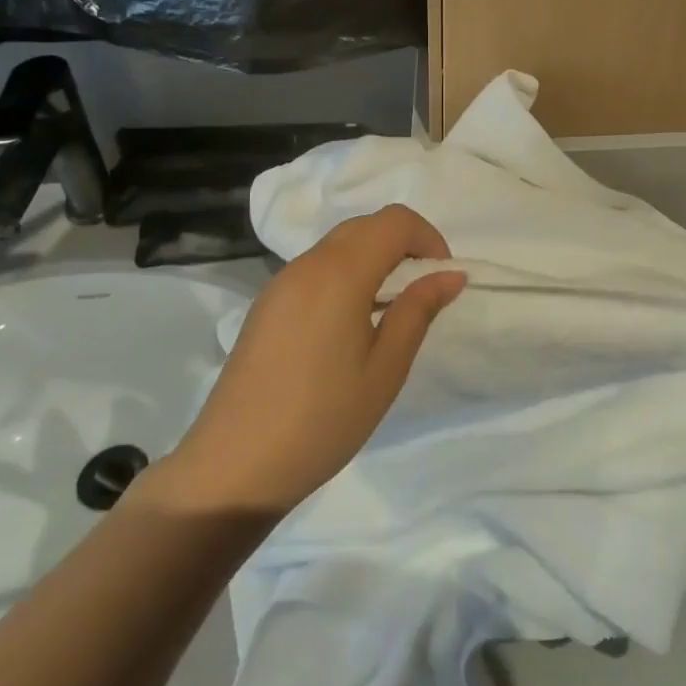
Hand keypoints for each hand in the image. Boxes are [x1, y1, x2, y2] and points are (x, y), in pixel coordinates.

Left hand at [156, 206, 465, 514]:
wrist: (235, 465)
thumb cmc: (323, 419)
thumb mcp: (385, 368)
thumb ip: (418, 310)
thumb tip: (450, 274)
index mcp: (338, 273)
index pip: (394, 220)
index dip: (428, 238)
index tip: (442, 278)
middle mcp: (306, 265)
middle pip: (365, 226)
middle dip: (404, 244)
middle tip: (422, 292)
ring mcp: (280, 283)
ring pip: (339, 245)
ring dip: (375, 259)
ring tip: (390, 311)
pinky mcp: (266, 305)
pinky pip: (316, 269)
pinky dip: (347, 275)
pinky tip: (352, 324)